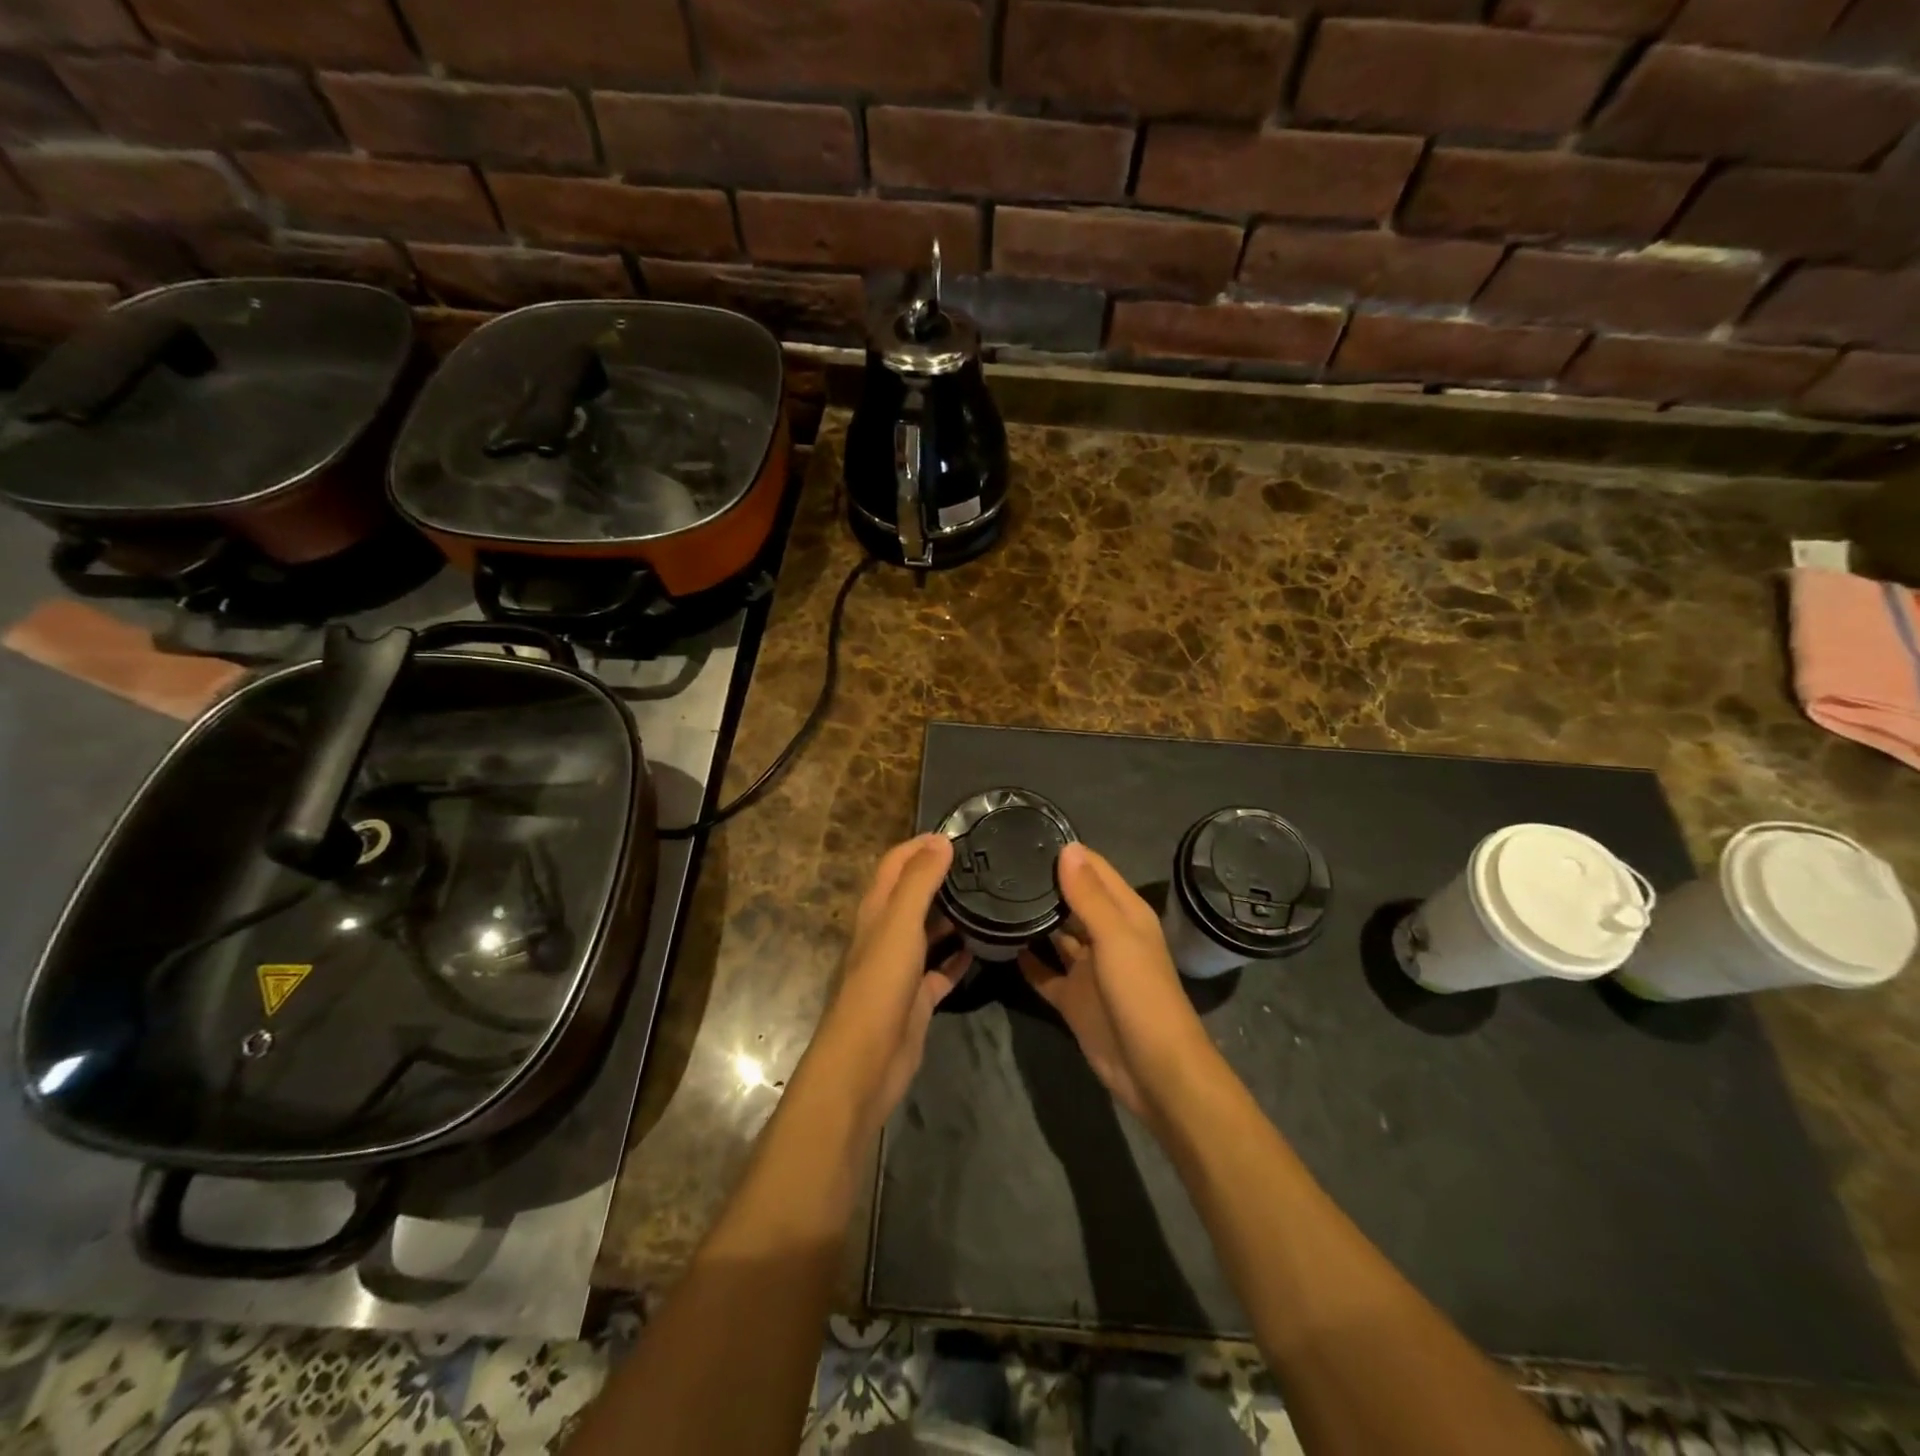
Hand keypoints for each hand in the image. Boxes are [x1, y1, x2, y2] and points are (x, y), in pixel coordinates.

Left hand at [816, 833, 966, 1131]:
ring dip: (952, 915)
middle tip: (982, 865)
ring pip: (929, 932)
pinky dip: (959, 957)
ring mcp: (901, 968)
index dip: (919, 845)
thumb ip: (920, 881)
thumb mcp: (900, 923)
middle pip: (913, 895)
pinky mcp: (917, 998)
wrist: (866, 1061)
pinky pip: (942, 970)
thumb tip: (940, 840)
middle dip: (941, 876)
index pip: (895, 864)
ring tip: (990, 899)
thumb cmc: (880, 984)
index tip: (956, 833)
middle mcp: (886, 934)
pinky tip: (984, 947)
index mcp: (876, 911)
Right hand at [1019, 843, 1212, 1122]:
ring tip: (994, 895)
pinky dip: (1027, 960)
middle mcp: (1106, 935)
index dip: (1067, 853)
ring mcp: (1088, 968)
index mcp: (1125, 914)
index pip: (1095, 870)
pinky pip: (1045, 972)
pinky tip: (999, 942)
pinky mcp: (1072, 997)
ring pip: (1057, 934)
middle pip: (1074, 900)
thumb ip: (1089, 895)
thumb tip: (1067, 848)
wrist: (1154, 1069)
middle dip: (1045, 883)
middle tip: (999, 864)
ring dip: (1034, 918)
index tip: (1026, 836)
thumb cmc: (1141, 994)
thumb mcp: (1116, 937)